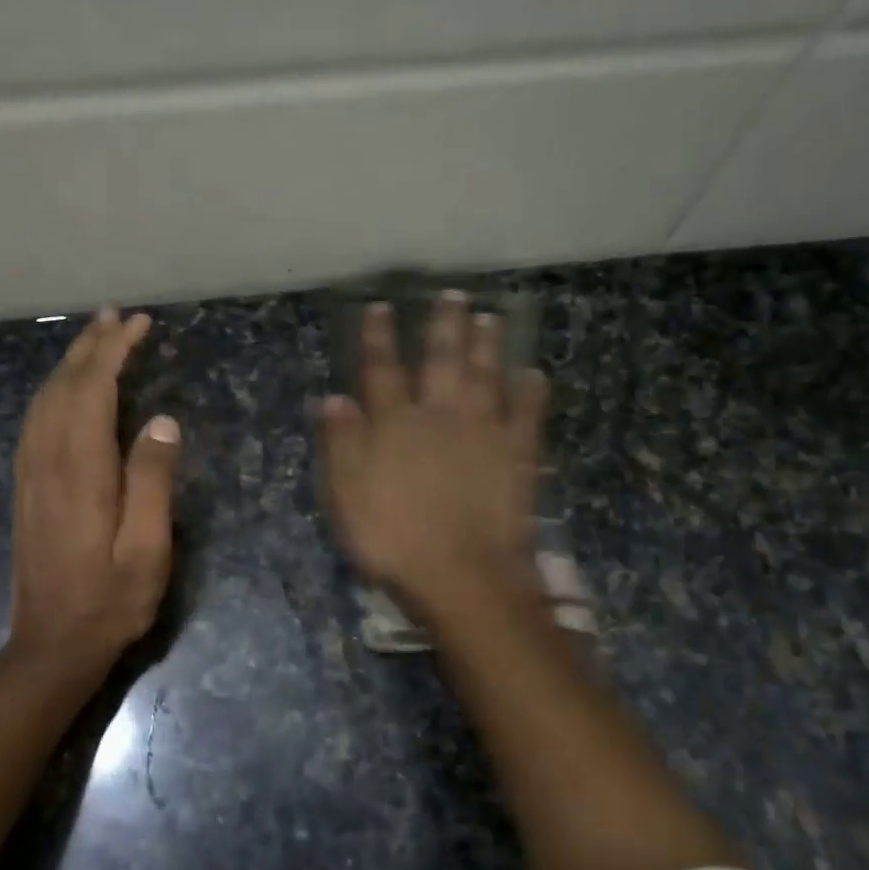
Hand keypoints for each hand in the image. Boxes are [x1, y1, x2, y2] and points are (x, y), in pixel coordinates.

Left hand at [5, 309, 182, 686]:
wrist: (51, 645)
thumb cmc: (110, 600)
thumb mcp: (148, 547)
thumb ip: (153, 480)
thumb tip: (162, 420)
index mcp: (81, 469)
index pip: (93, 390)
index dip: (114, 351)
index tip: (137, 324)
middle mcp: (47, 460)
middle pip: (64, 386)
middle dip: (90, 346)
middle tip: (117, 317)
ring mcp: (31, 474)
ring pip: (44, 400)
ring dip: (69, 364)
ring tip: (94, 339)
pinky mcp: (26, 488)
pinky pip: (35, 422)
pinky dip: (52, 392)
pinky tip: (65, 390)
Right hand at [320, 292, 547, 615]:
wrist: (463, 575)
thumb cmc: (394, 538)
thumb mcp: (347, 495)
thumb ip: (341, 444)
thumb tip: (334, 398)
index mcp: (395, 423)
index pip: (383, 369)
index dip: (379, 337)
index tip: (381, 307)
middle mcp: (440, 414)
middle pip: (442, 360)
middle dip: (445, 325)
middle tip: (453, 295)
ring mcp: (483, 431)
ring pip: (486, 376)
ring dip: (488, 345)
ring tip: (491, 317)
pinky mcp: (517, 454)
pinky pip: (527, 414)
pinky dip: (531, 391)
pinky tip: (533, 374)